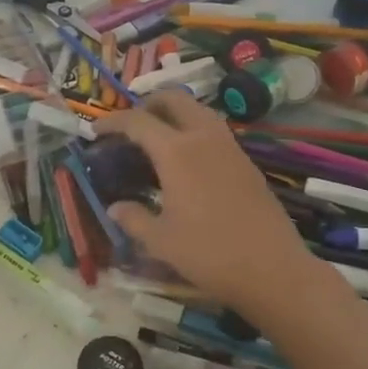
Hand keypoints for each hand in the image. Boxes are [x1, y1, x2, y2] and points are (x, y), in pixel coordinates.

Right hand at [94, 90, 315, 314]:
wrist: (272, 268)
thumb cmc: (208, 253)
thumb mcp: (160, 241)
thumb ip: (133, 219)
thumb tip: (114, 208)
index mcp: (177, 152)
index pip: (138, 121)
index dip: (113, 122)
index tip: (96, 131)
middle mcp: (204, 138)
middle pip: (175, 100)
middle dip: (148, 104)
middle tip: (131, 125)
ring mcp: (230, 148)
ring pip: (199, 111)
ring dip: (175, 115)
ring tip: (157, 139)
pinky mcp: (247, 163)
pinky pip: (215, 131)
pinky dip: (194, 131)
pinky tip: (187, 161)